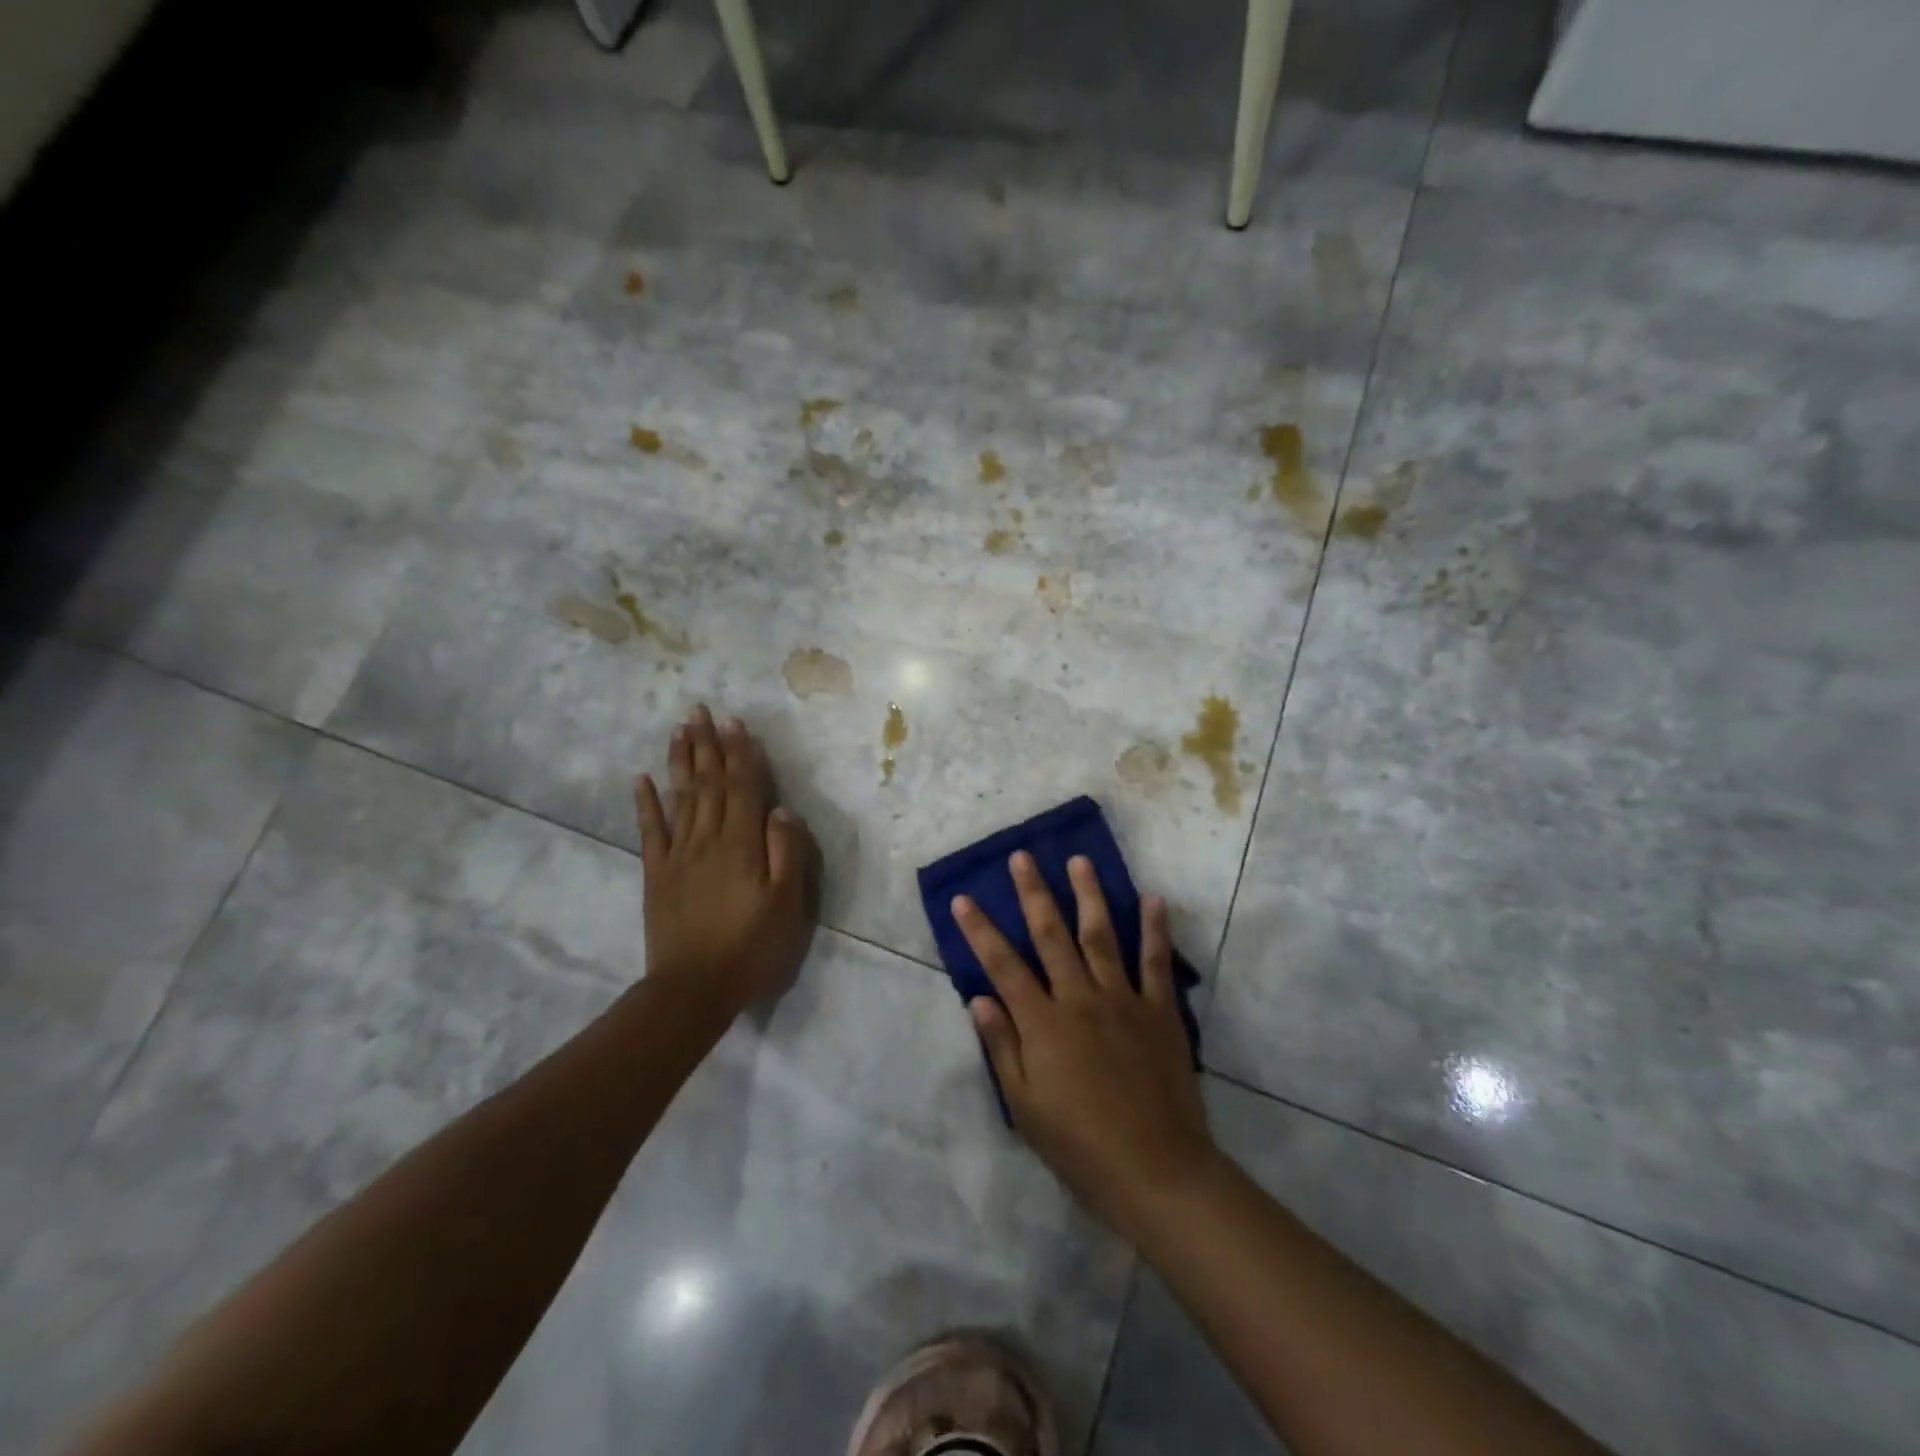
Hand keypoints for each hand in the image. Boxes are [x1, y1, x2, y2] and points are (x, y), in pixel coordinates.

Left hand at [635, 705, 818, 1017]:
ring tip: (680, 730)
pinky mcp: (657, 874)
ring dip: (681, 761)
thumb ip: (786, 853)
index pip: (743, 788)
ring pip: (680, 797)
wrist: (692, 989)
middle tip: (701, 710)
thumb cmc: (751, 948)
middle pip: (708, 783)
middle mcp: (708, 839)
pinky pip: (650, 830)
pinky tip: (642, 779)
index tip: (736, 722)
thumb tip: (781, 810)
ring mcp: (678, 855)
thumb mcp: (786, 905)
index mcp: (742, 844)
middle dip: (708, 745)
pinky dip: (646, 803)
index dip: (741, 754)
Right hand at [953, 853, 1216, 1243]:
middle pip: (1051, 935)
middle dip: (1033, 893)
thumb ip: (1003, 1047)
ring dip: (1088, 894)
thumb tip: (979, 999)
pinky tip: (1152, 898)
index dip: (980, 930)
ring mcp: (1122, 1000)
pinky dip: (1154, 929)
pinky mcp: (1159, 1011)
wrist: (1156, 1171)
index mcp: (1043, 1023)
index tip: (964, 898)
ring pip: (1100, 935)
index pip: (1002, 965)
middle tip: (1022, 857)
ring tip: (1079, 860)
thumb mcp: (1025, 1107)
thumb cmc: (1080, 1146)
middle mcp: (1080, 999)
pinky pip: (1155, 962)